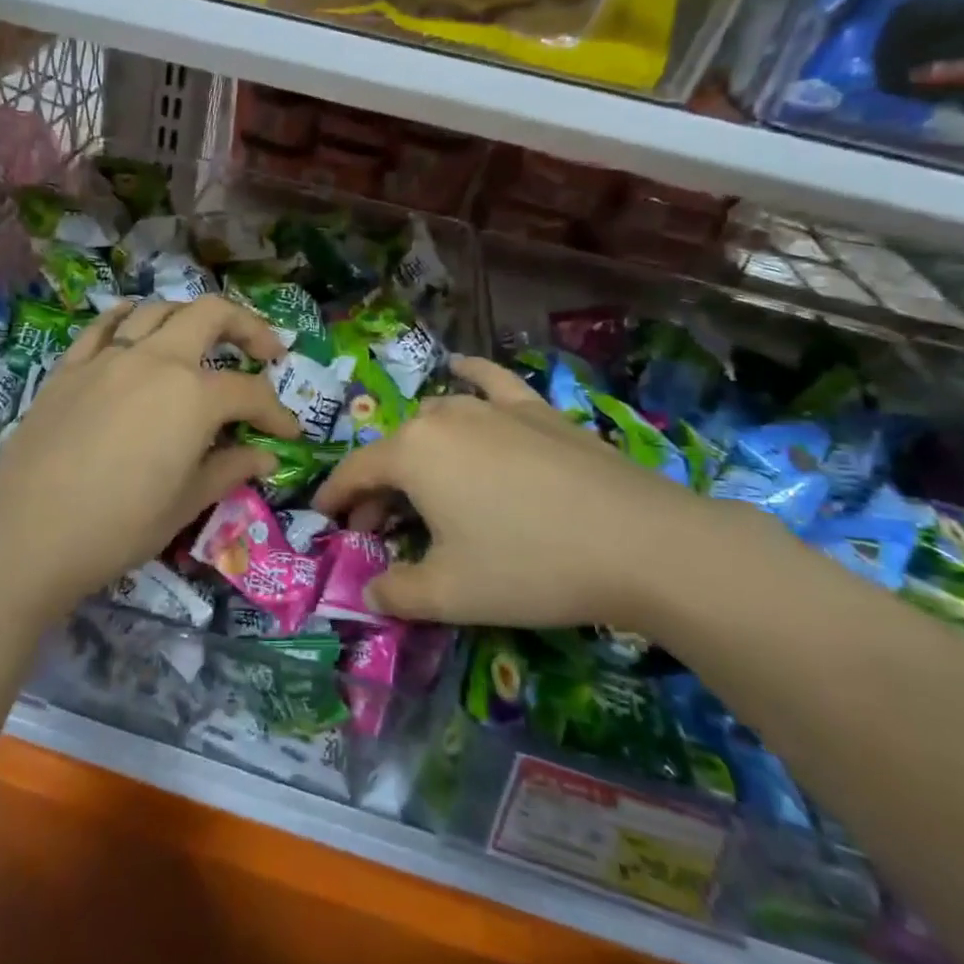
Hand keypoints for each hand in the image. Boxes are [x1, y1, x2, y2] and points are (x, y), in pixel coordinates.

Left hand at [0, 296, 299, 609]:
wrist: (24, 535)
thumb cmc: (116, 527)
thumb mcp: (184, 504)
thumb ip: (228, 470)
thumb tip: (265, 457)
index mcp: (192, 395)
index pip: (249, 391)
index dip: (276, 412)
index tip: (289, 434)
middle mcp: (155, 360)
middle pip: (211, 315)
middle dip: (247, 326)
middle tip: (266, 351)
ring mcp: (108, 357)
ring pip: (158, 310)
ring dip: (191, 317)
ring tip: (203, 340)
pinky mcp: (70, 367)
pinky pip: (105, 325)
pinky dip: (130, 318)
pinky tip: (136, 326)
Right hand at [314, 356, 761, 630]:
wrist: (639, 542)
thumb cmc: (530, 566)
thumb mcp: (449, 594)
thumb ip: (396, 593)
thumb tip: (371, 591)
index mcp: (412, 453)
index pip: (356, 473)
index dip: (335, 498)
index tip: (324, 519)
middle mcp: (444, 417)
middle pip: (394, 450)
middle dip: (378, 489)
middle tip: (382, 531)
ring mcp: (493, 407)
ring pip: (435, 418)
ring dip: (416, 450)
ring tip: (423, 485)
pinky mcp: (536, 409)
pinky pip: (490, 381)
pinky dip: (469, 374)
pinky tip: (462, 368)